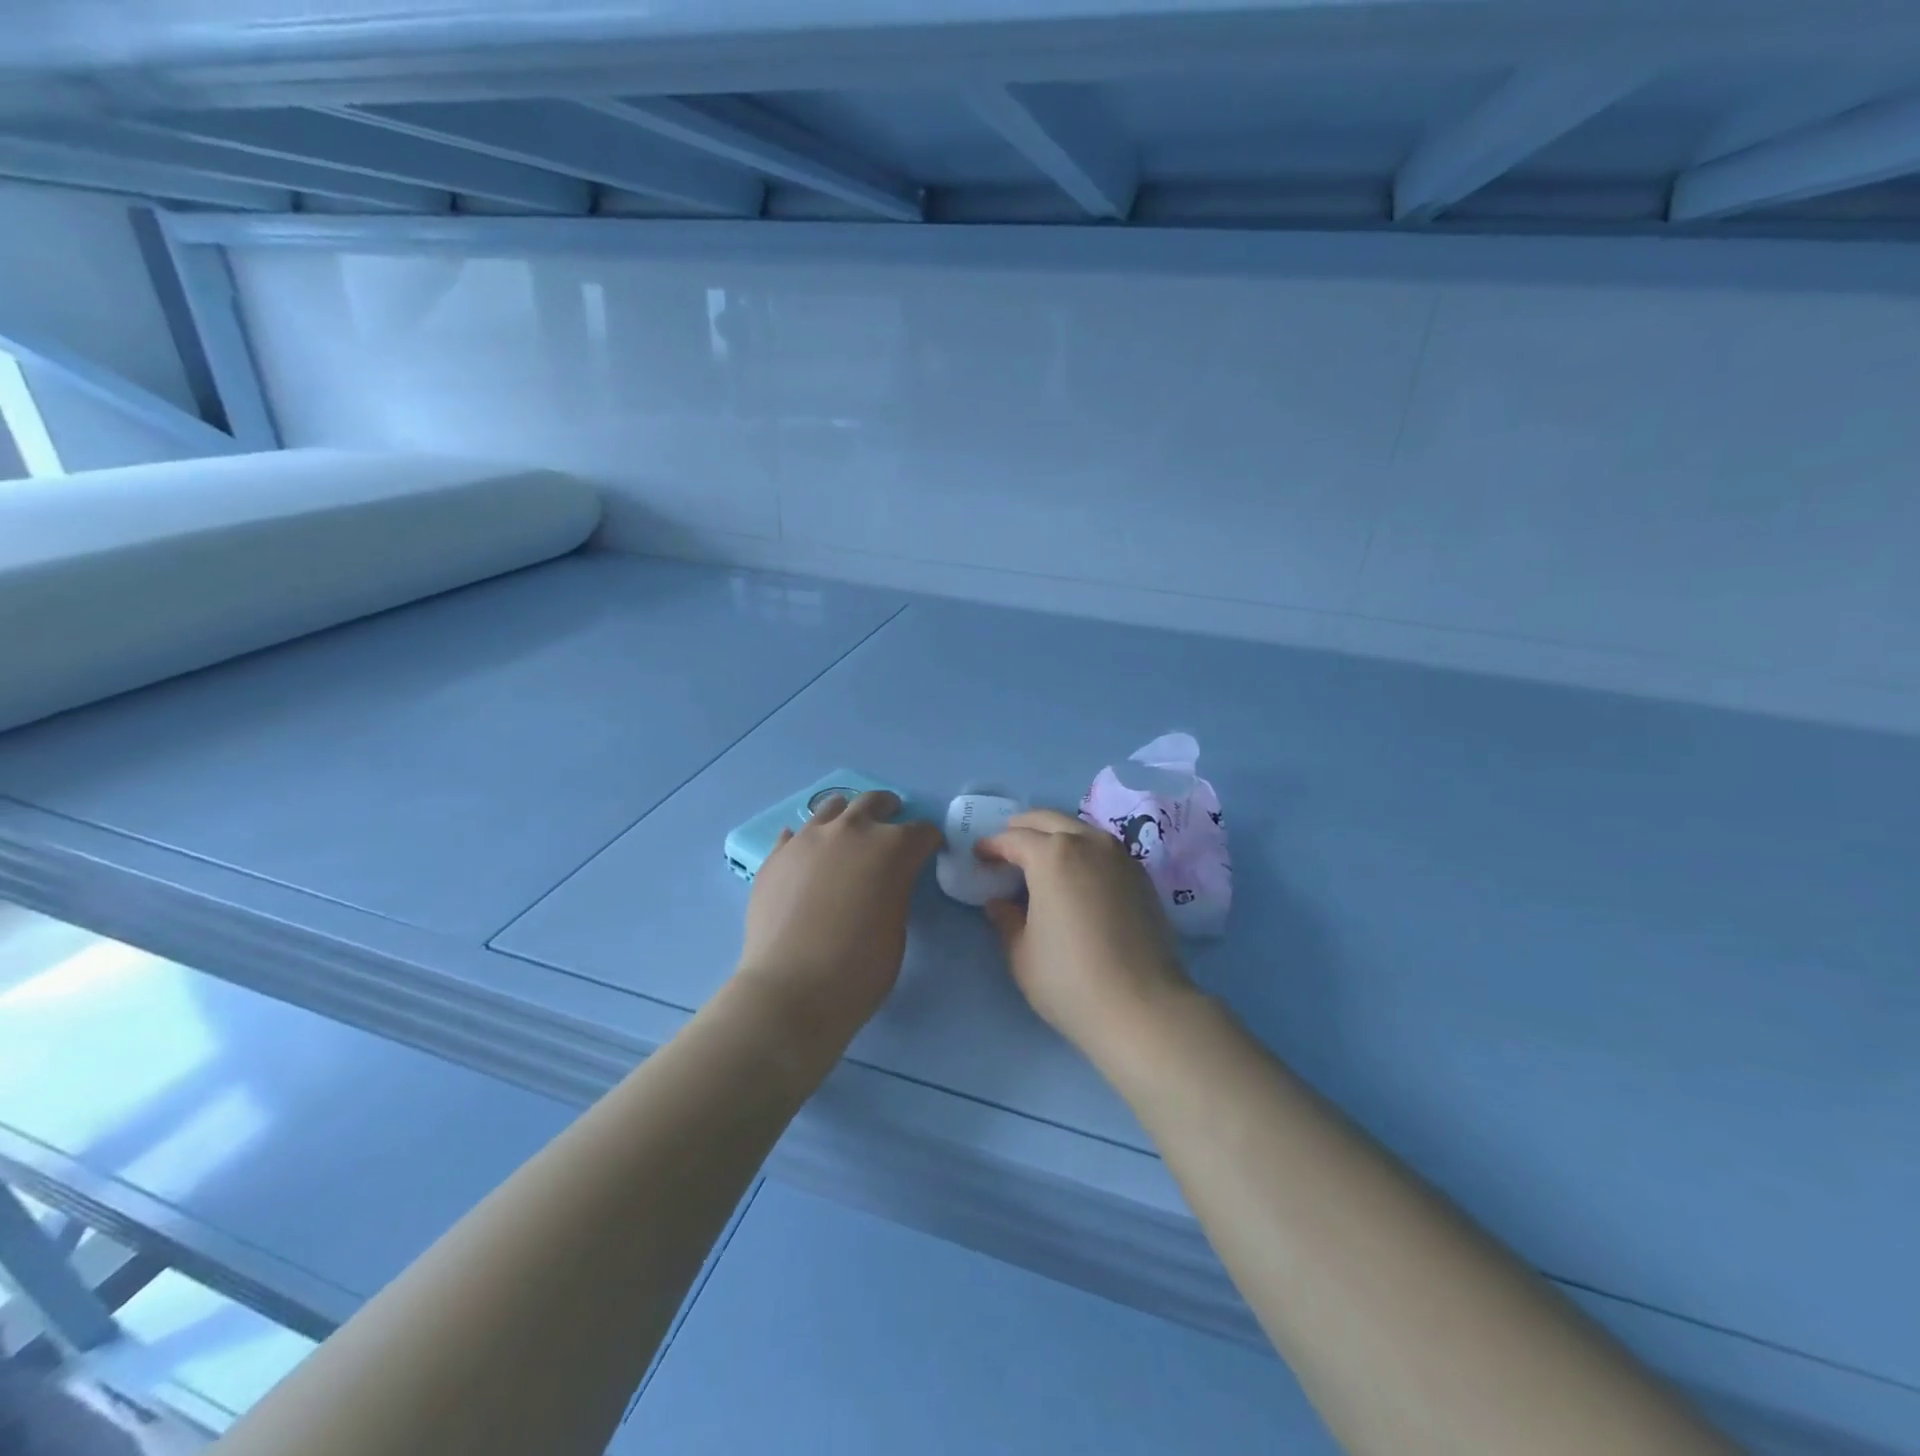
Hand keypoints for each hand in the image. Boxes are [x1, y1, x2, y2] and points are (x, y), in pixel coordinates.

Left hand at [735, 791, 941, 1030]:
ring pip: (832, 807)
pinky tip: (807, 856)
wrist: (792, 988)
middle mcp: (851, 831)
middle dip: (889, 810)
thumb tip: (881, 883)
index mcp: (892, 848)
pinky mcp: (776, 856)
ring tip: (848, 831)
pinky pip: (794, 835)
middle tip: (892, 822)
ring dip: (847, 815)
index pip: (922, 831)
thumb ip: (894, 892)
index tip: (929, 851)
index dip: (930, 841)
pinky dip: (807, 841)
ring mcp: (808, 839)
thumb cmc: (859, 969)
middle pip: (875, 802)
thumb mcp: (896, 928)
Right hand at [976, 809, 1195, 1058]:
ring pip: (1079, 829)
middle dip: (1022, 828)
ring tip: (1040, 858)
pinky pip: (1103, 848)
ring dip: (1055, 835)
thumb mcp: (1022, 953)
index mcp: (1052, 855)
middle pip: (1048, 820)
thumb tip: (999, 903)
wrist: (1142, 1006)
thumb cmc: (1069, 979)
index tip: (979, 856)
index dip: (992, 846)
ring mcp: (1120, 856)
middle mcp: (1088, 843)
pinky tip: (1075, 874)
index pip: (1013, 838)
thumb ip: (1006, 920)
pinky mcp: (1141, 875)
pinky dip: (1082, 850)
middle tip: (1006, 847)